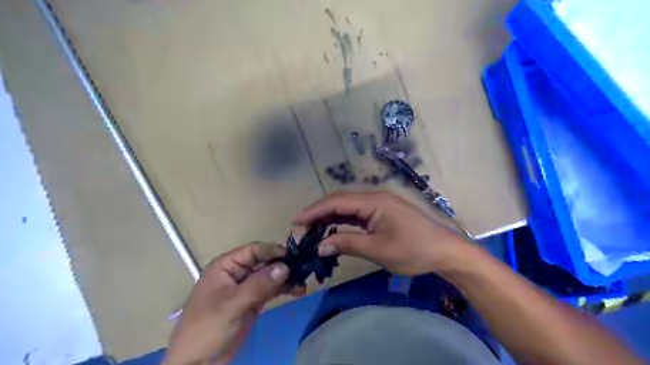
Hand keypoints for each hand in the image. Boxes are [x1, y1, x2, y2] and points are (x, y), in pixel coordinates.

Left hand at [162, 243, 304, 364]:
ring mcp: (246, 288)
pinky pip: (271, 290)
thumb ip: (259, 284)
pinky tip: (297, 291)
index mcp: (227, 266)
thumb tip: (285, 266)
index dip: (273, 251)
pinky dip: (283, 289)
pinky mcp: (253, 302)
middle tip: (304, 271)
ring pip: (270, 276)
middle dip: (283, 266)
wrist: (197, 363)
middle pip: (265, 262)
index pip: (254, 251)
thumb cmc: (207, 327)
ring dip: (286, 278)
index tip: (294, 256)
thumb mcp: (232, 304)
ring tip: (302, 284)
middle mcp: (238, 272)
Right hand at [296, 193, 472, 274]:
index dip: (314, 211)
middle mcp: (375, 197)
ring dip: (330, 217)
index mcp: (374, 201)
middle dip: (319, 213)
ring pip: (348, 207)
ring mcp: (380, 205)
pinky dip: (343, 221)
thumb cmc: (413, 250)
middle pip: (340, 201)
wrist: (444, 251)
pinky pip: (358, 214)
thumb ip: (347, 244)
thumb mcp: (378, 249)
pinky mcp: (383, 213)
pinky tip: (333, 229)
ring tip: (312, 229)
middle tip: (301, 228)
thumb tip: (320, 246)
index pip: (336, 202)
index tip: (295, 221)